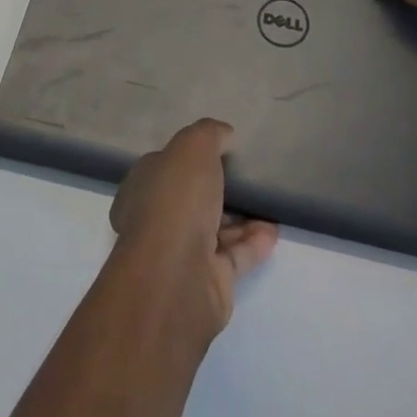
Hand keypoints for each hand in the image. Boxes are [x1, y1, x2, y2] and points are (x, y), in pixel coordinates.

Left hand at [110, 119, 278, 340]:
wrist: (177, 275)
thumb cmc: (176, 200)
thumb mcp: (193, 147)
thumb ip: (209, 134)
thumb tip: (224, 135)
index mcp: (143, 187)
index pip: (164, 167)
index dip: (189, 157)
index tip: (219, 150)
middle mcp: (157, 221)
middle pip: (191, 200)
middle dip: (218, 189)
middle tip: (248, 176)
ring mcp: (181, 254)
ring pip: (214, 229)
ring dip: (241, 217)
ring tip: (268, 200)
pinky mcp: (208, 281)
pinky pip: (234, 256)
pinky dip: (253, 242)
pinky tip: (273, 229)